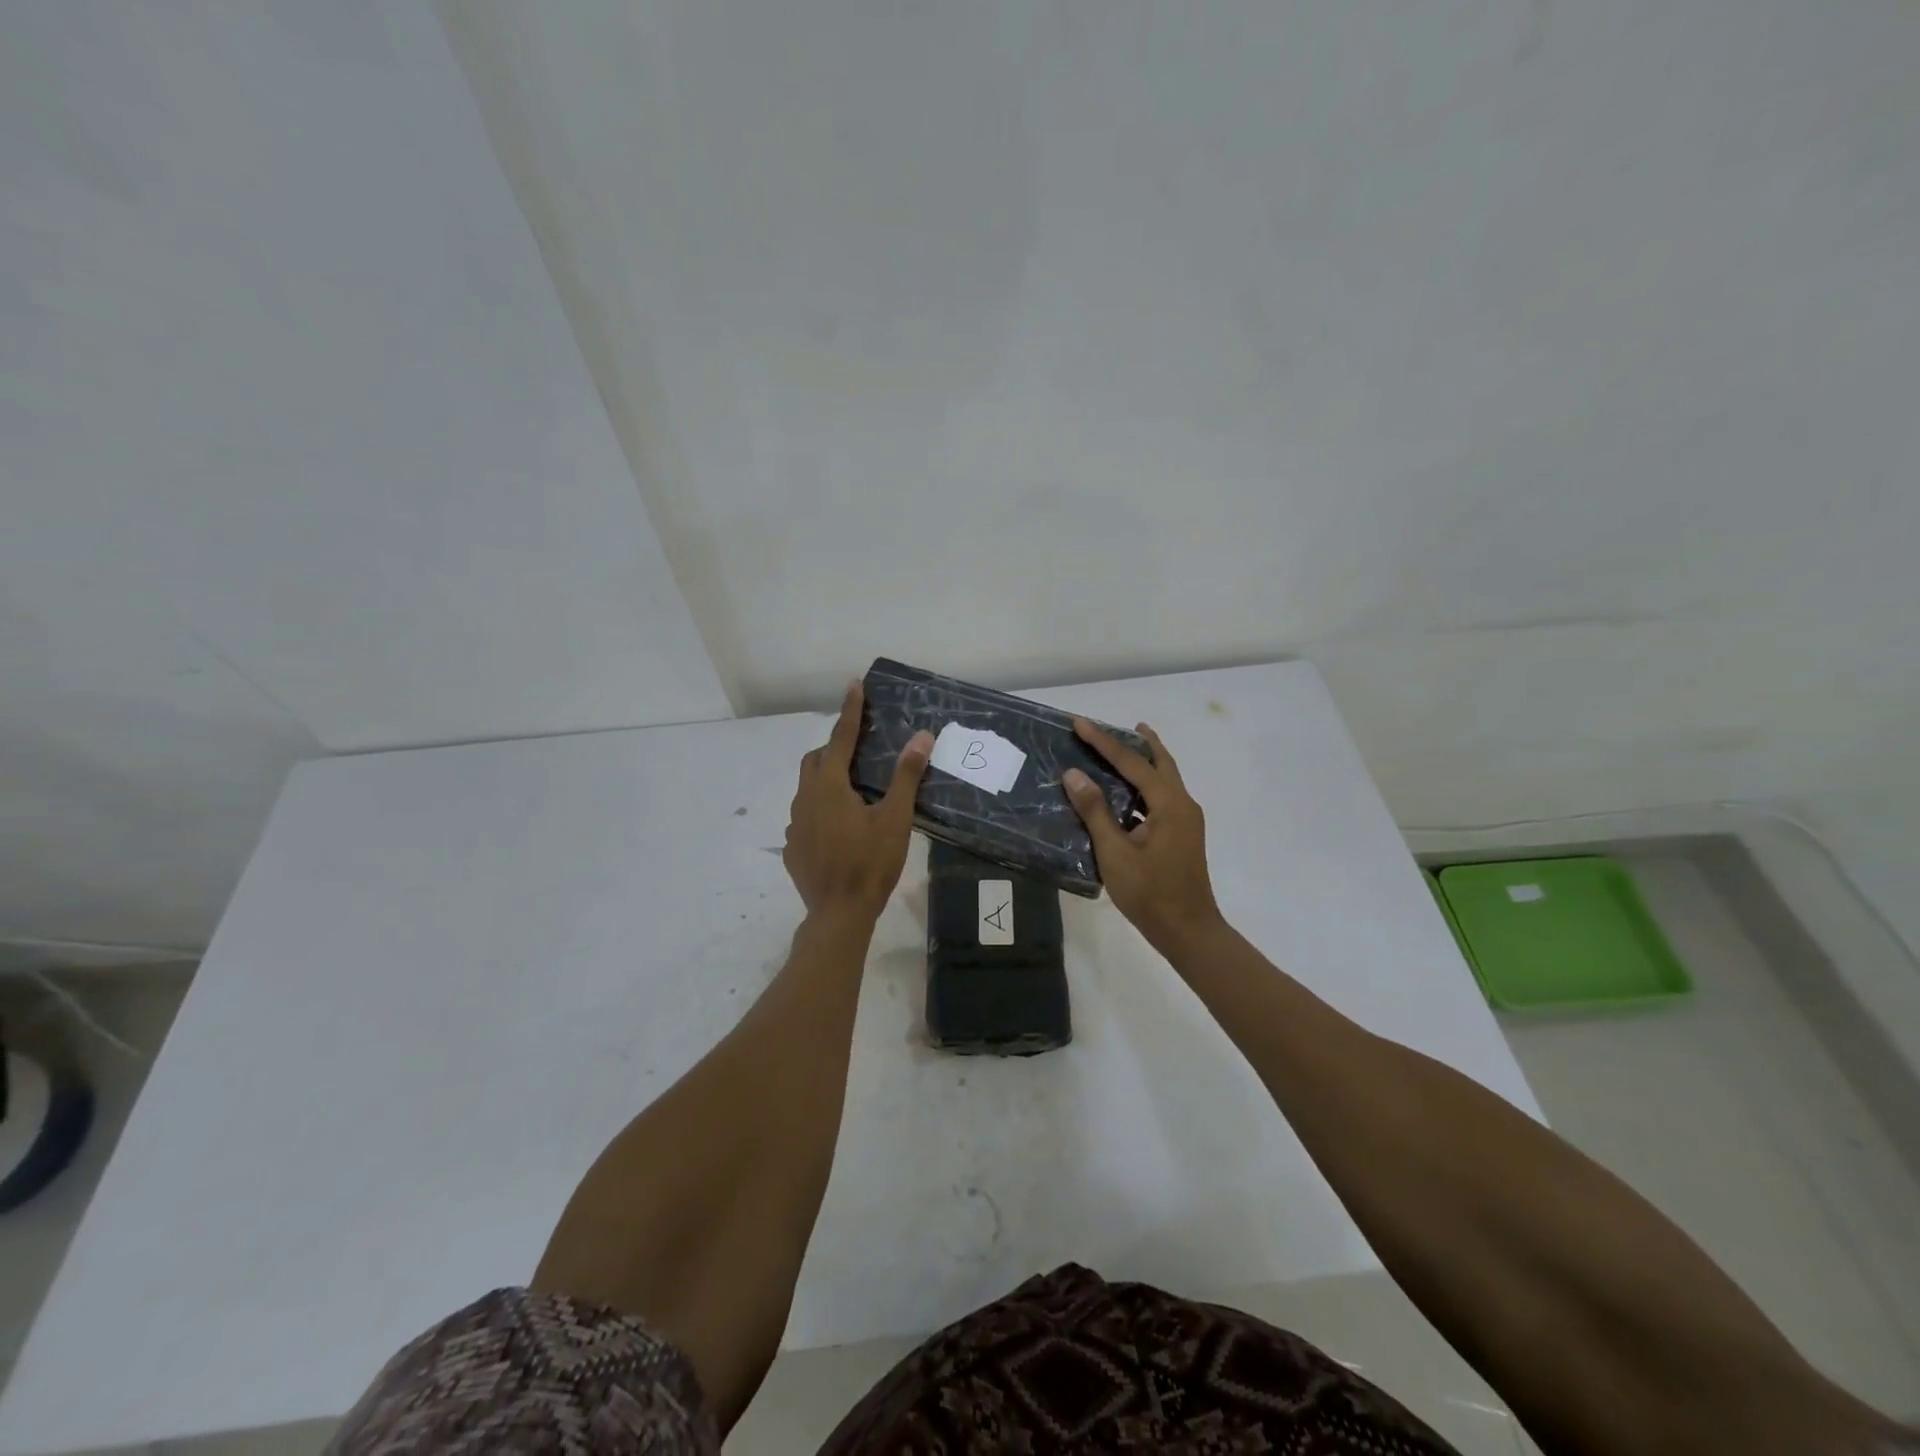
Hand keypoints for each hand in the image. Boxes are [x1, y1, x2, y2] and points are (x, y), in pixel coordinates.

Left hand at [783, 682, 932, 923]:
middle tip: (857, 752)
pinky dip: (819, 811)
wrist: (838, 915)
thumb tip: (921, 737)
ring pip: (806, 789)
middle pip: (815, 760)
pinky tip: (838, 830)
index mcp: (829, 786)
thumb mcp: (895, 819)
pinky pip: (804, 817)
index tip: (854, 685)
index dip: (850, 711)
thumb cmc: (870, 864)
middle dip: (834, 748)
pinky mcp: (792, 847)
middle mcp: (805, 799)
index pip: (841, 738)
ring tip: (851, 794)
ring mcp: (794, 825)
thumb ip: (906, 776)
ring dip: (825, 781)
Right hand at [1062, 720, 1222, 954]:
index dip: (1103, 741)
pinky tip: (1124, 794)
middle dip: (1139, 742)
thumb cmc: (1150, 894)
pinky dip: (1143, 786)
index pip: (1132, 763)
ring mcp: (1185, 821)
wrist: (1188, 932)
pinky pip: (1161, 798)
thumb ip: (1095, 811)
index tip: (1080, 722)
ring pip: (1163, 780)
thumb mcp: (1115, 853)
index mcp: (1170, 804)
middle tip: (1118, 725)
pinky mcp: (1180, 835)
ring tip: (1119, 750)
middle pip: (1160, 762)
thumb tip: (1074, 774)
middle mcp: (1182, 805)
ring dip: (1143, 763)